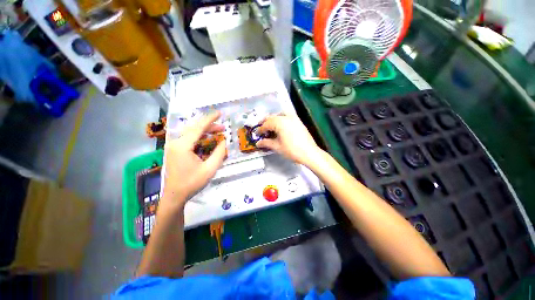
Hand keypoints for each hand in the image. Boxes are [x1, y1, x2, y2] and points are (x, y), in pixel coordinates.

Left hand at [162, 112, 226, 207]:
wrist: (174, 196)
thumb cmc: (192, 183)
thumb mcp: (210, 169)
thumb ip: (219, 153)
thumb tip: (224, 141)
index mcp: (183, 146)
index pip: (198, 127)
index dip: (210, 119)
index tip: (220, 113)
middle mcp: (175, 142)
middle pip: (194, 128)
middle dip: (209, 126)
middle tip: (223, 128)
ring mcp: (173, 146)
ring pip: (191, 132)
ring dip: (205, 131)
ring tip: (218, 133)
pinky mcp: (174, 150)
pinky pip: (188, 139)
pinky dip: (199, 137)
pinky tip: (207, 140)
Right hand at [256, 114, 321, 165]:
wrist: (309, 153)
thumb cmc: (292, 150)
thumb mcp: (277, 147)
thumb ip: (266, 143)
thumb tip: (258, 143)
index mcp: (280, 122)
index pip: (267, 124)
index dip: (261, 129)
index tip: (257, 134)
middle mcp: (286, 117)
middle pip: (272, 117)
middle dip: (266, 123)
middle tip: (262, 130)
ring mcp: (294, 118)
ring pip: (280, 115)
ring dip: (273, 120)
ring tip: (270, 127)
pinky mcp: (299, 121)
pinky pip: (287, 116)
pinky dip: (281, 119)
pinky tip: (280, 127)